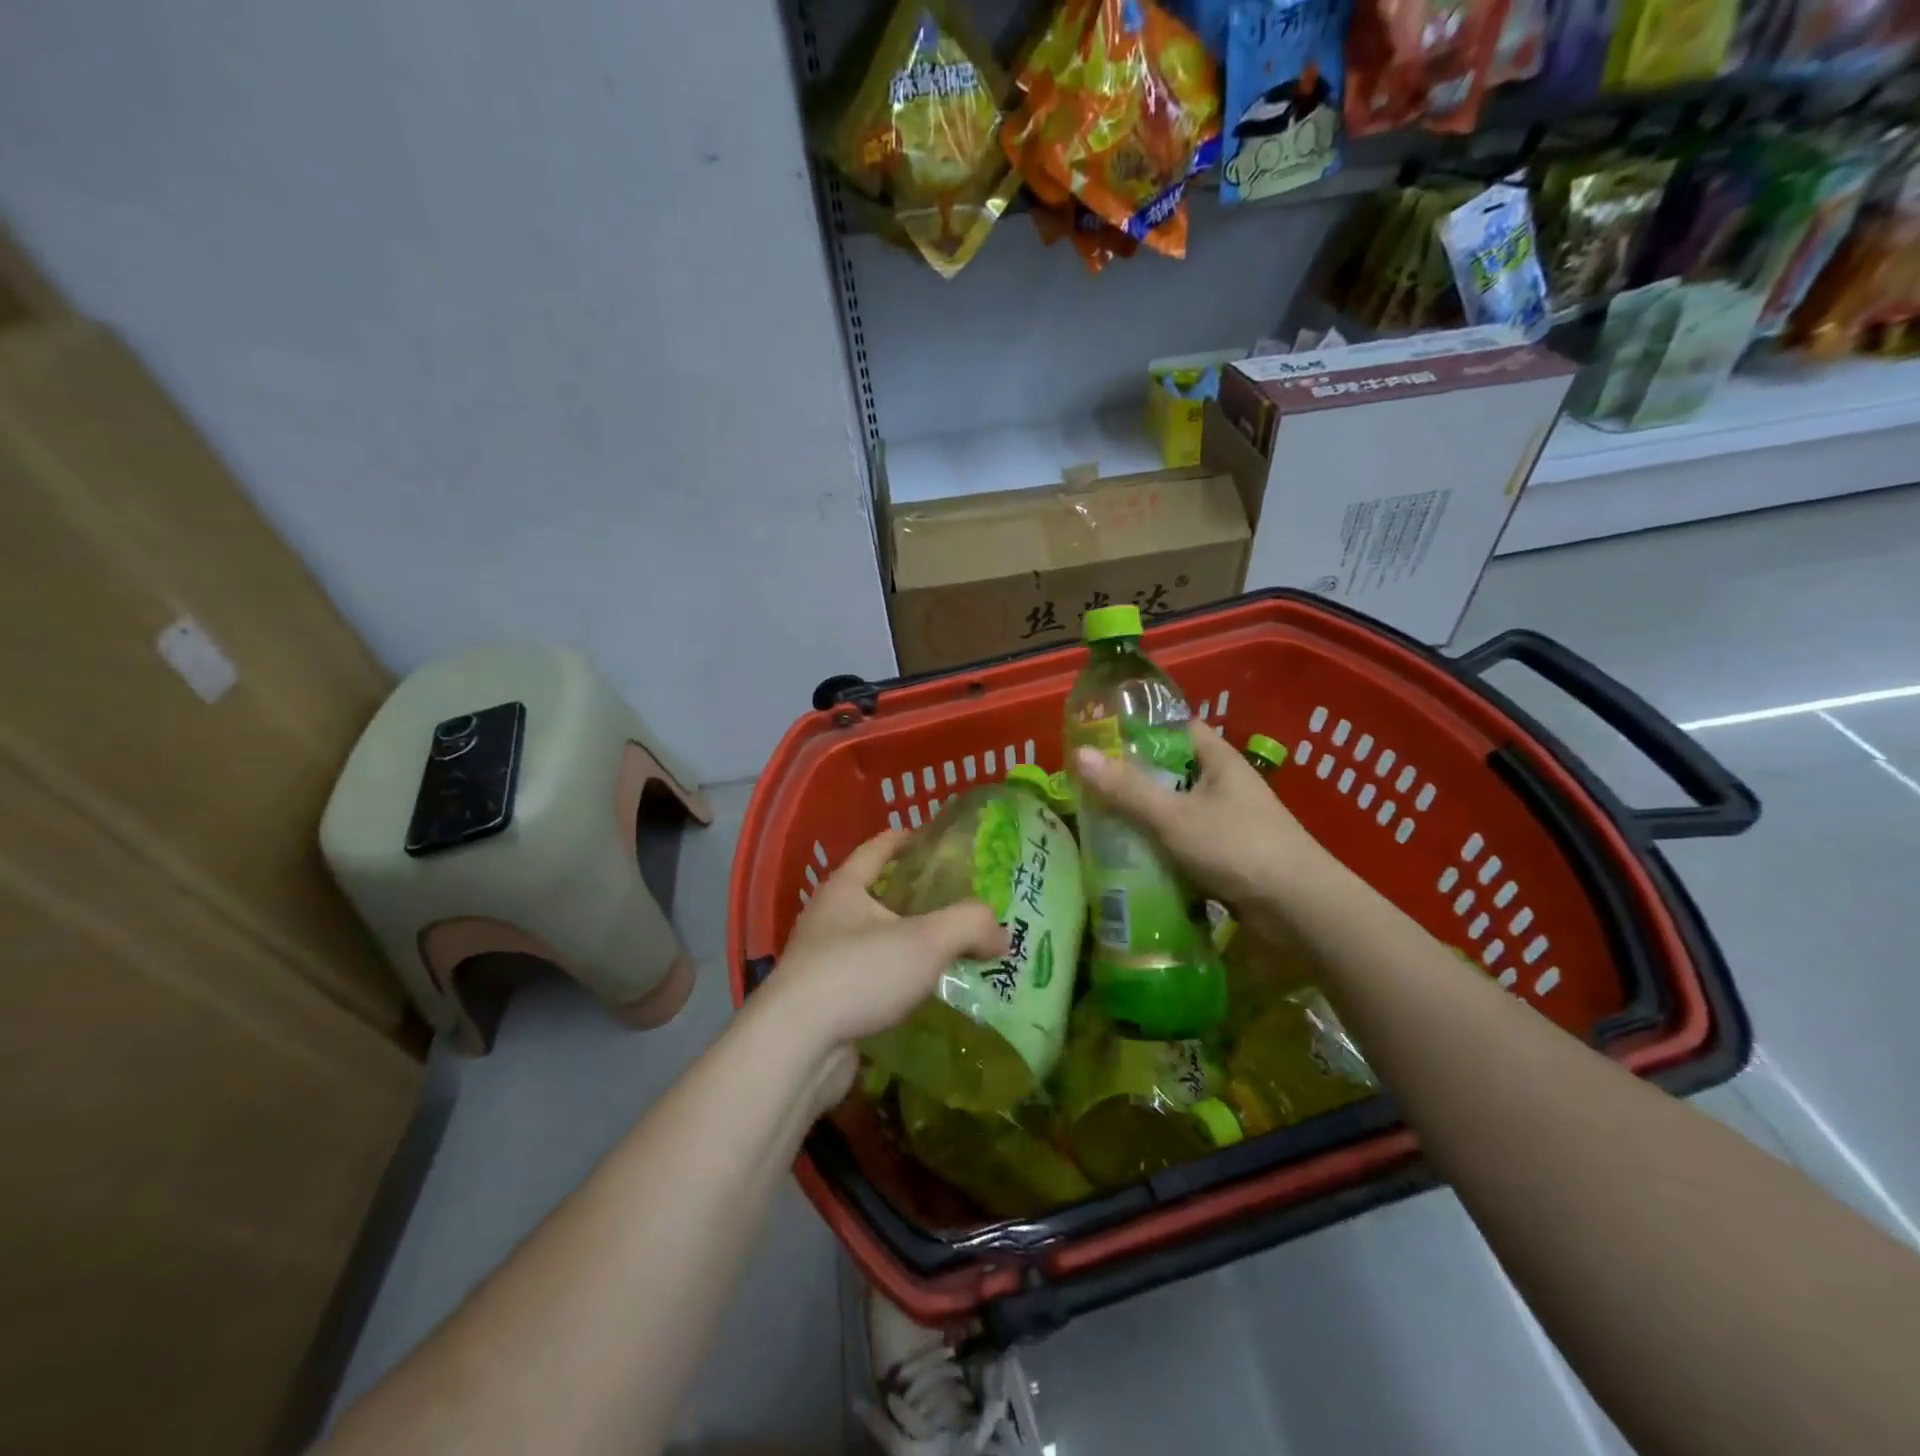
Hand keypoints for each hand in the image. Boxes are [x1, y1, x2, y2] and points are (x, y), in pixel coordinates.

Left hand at [757, 830, 1008, 1106]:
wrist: (796, 1048)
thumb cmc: (859, 974)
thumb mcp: (926, 941)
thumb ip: (970, 925)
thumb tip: (1001, 934)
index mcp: (845, 888)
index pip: (878, 848)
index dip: (908, 839)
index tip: (936, 840)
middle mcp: (828, 917)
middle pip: (877, 894)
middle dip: (916, 896)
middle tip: (958, 902)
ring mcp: (822, 961)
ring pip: (874, 940)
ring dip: (907, 943)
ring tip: (948, 949)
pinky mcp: (825, 1002)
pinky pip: (870, 979)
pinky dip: (896, 980)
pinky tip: (924, 993)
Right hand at [1073, 718, 1328, 923]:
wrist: (1297, 909)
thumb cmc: (1236, 847)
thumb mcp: (1173, 816)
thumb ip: (1126, 789)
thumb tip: (1080, 754)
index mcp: (1219, 760)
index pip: (1177, 728)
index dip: (1141, 729)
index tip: (1102, 738)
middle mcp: (1224, 785)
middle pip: (1171, 772)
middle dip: (1133, 779)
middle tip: (1089, 785)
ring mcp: (1228, 821)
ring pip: (1175, 810)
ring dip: (1144, 817)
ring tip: (1098, 820)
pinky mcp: (1227, 855)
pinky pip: (1184, 842)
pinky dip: (1160, 847)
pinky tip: (1129, 857)